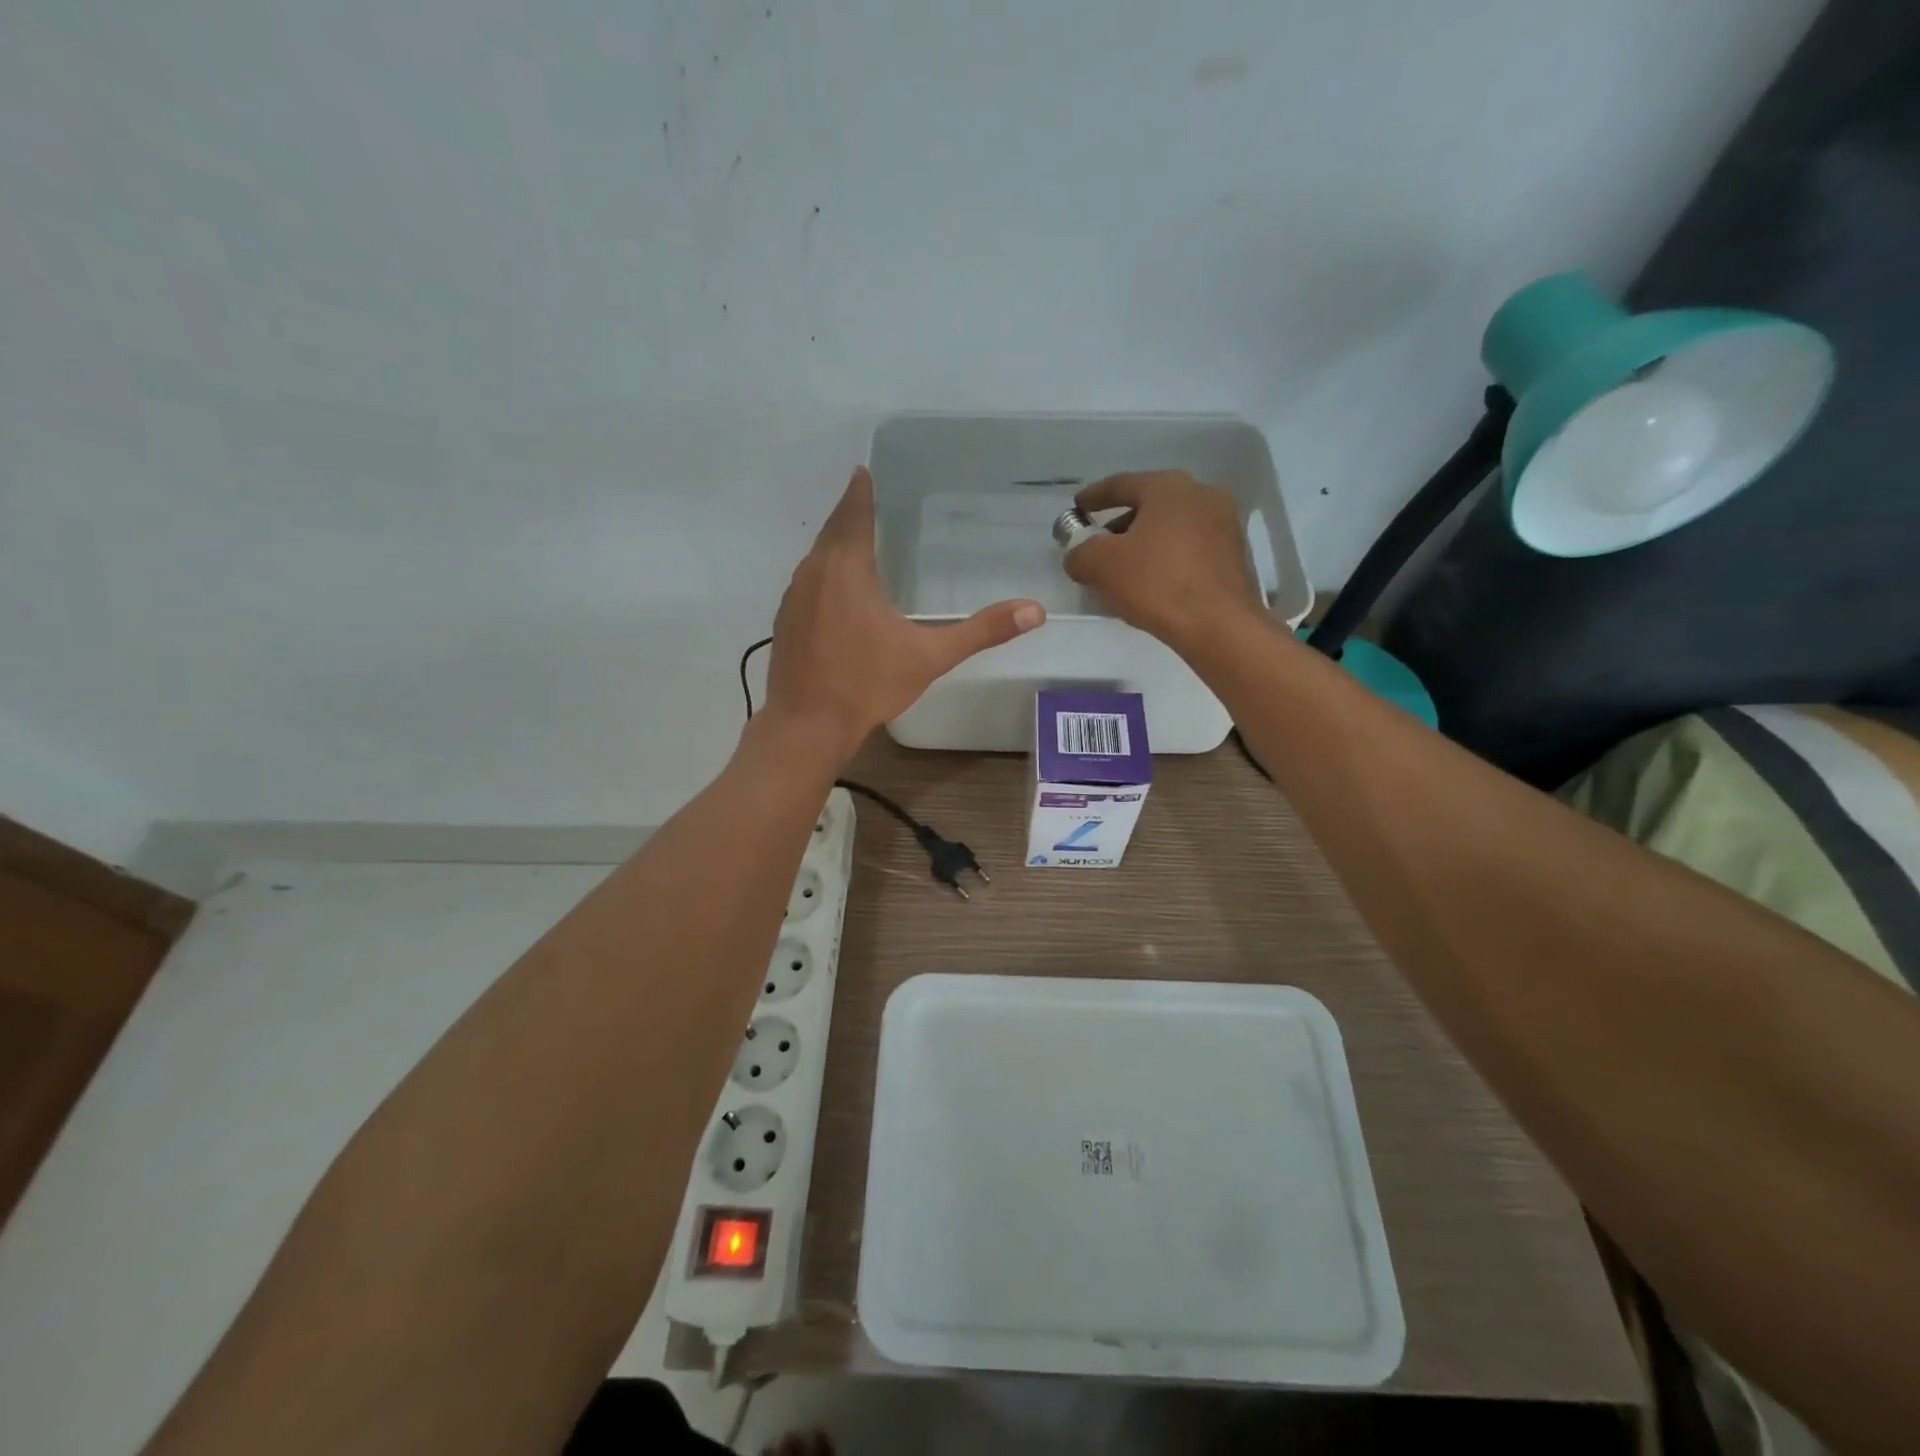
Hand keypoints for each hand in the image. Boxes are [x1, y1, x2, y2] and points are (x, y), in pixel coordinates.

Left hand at [762, 467, 1045, 758]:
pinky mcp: (784, 622)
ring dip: (833, 544)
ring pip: (815, 558)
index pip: (853, 514)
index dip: (860, 491)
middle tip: (864, 498)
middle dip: (848, 513)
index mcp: (847, 570)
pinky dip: (822, 574)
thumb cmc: (868, 685)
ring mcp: (792, 599)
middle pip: (831, 531)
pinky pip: (806, 583)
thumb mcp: (930, 656)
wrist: (807, 726)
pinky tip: (835, 592)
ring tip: (855, 540)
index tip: (863, 471)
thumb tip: (1034, 611)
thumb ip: (982, 631)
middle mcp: (813, 574)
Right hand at [1062, 471, 1262, 646]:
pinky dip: (1166, 560)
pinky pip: (1189, 550)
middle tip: (1097, 544)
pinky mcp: (1234, 556)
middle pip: (1150, 505)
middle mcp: (1202, 496)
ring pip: (1171, 529)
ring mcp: (1224, 526)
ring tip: (1121, 570)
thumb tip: (1078, 554)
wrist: (1219, 626)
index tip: (1077, 508)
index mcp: (1169, 487)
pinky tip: (1151, 584)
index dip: (1094, 496)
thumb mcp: (1101, 565)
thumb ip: (1080, 552)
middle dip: (1119, 524)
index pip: (1122, 484)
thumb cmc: (1157, 583)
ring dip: (1143, 544)